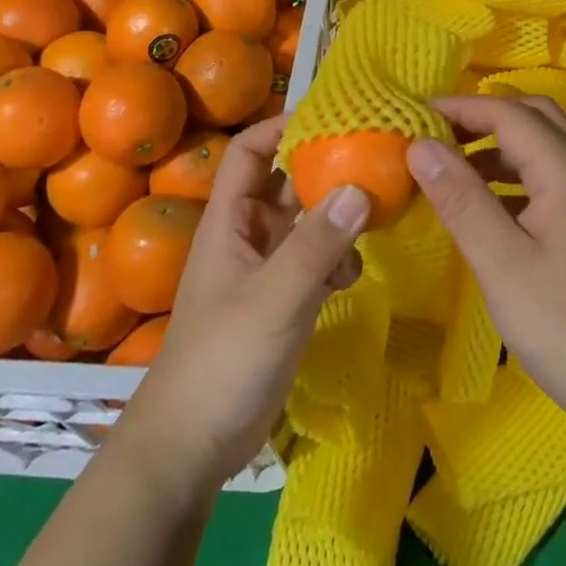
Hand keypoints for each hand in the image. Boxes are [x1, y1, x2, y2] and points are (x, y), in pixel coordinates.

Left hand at [120, 115, 367, 491]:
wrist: (192, 447)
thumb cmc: (222, 360)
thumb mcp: (274, 298)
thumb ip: (316, 245)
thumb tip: (360, 188)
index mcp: (230, 220)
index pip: (249, 151)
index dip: (282, 126)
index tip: (331, 118)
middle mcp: (247, 234)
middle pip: (286, 182)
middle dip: (324, 171)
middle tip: (372, 164)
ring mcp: (265, 268)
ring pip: (306, 222)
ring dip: (336, 220)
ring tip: (370, 226)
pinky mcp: (282, 300)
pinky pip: (314, 260)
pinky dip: (336, 260)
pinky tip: (351, 280)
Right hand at [406, 95, 565, 431]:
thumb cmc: (562, 324)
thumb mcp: (501, 262)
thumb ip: (460, 198)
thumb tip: (419, 145)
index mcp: (564, 170)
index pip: (508, 113)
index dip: (460, 107)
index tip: (412, 117)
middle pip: (532, 117)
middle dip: (482, 117)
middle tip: (437, 135)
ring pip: (538, 147)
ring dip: (495, 145)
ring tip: (448, 166)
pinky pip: (541, 178)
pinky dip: (508, 175)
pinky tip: (480, 205)